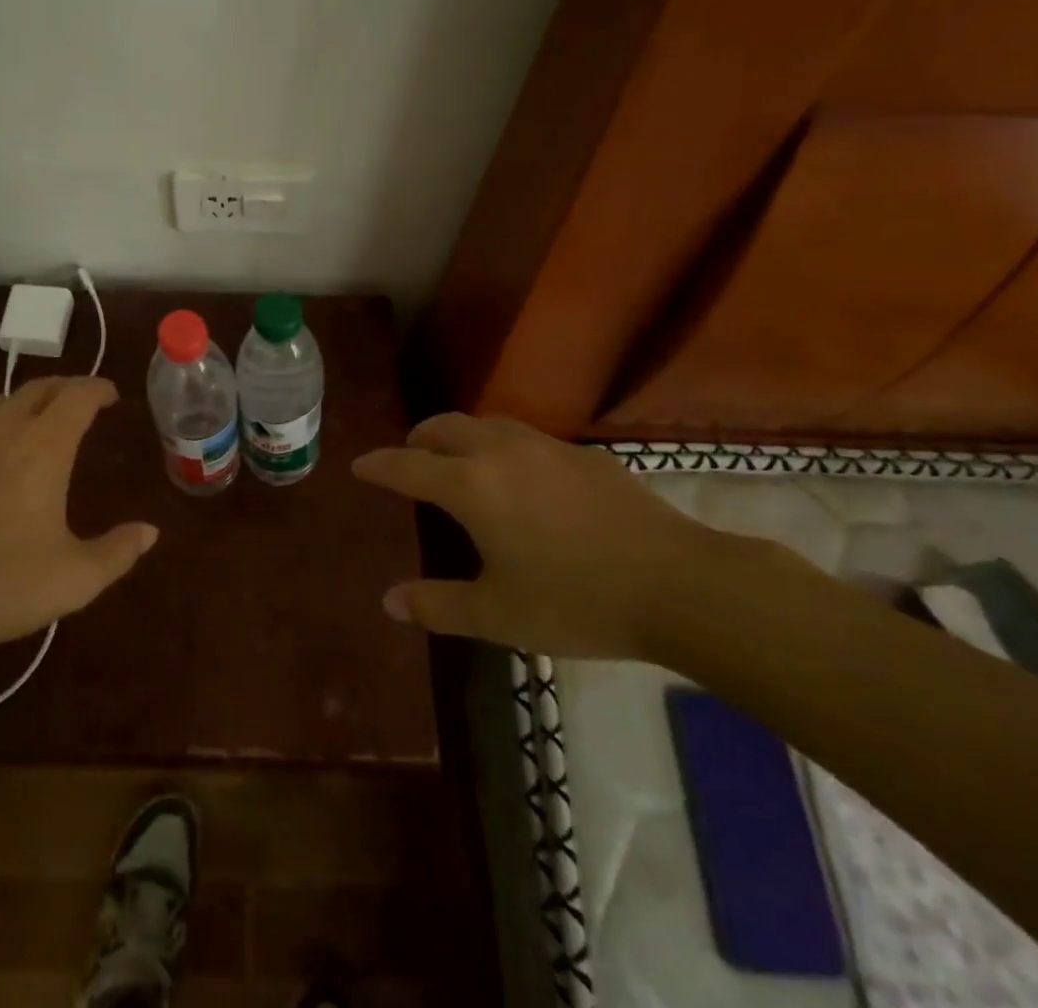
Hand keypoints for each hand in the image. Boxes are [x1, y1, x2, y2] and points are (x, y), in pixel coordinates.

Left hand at [0, 377, 158, 666]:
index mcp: (42, 446)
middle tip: (78, 406)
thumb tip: (150, 532)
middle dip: (64, 390)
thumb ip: (118, 552)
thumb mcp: (74, 580)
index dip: (99, 389)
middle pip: (38, 387)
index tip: (110, 396)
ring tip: (23, 429)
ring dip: (17, 406)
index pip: (78, 394)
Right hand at [353, 413, 726, 659]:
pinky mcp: (585, 455)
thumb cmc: (576, 601)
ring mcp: (546, 447)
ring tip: (459, 458)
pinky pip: (527, 437)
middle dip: (419, 438)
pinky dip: (503, 446)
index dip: (379, 465)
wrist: (678, 583)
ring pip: (488, 423)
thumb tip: (389, 601)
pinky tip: (523, 477)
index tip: (360, 465)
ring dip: (461, 434)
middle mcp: (501, 452)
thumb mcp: (499, 615)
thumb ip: (438, 606)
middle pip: (445, 427)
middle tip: (410, 457)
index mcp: (471, 486)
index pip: (408, 465)